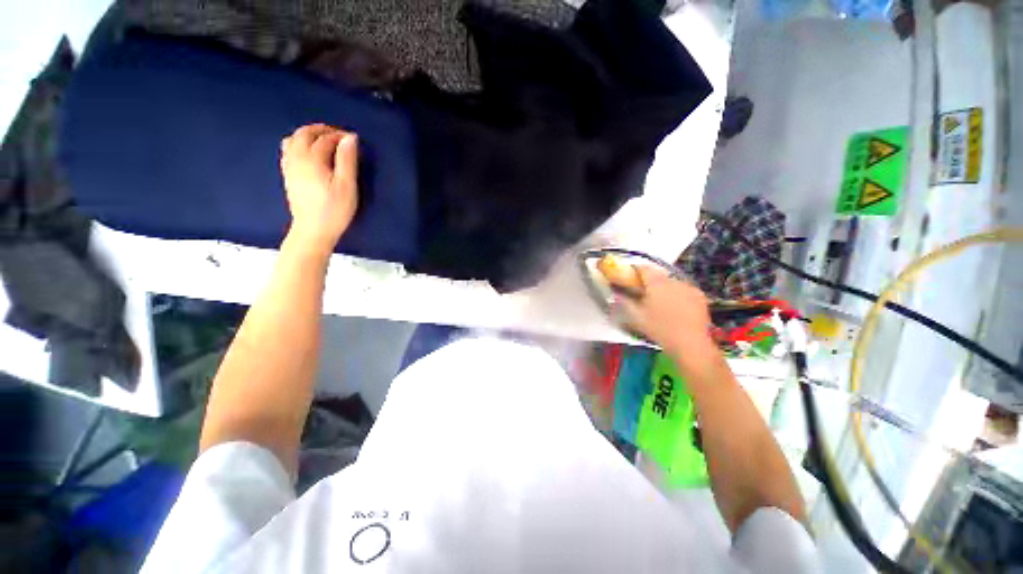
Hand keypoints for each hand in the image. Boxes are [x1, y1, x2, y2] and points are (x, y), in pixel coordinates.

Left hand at [280, 124, 358, 251]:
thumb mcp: (347, 186)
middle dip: (321, 130)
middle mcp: (297, 159)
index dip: (340, 136)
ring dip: (308, 135)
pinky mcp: (288, 176)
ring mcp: (289, 167)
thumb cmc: (335, 210)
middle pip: (304, 134)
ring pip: (293, 140)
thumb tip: (350, 138)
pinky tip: (307, 152)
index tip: (353, 138)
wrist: (313, 231)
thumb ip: (347, 160)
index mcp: (312, 159)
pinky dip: (298, 144)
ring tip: (323, 140)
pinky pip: (287, 150)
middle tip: (338, 135)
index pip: (325, 139)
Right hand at [609, 267, 715, 355]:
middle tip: (642, 290)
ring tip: (659, 300)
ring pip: (672, 282)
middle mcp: (673, 280)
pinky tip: (675, 306)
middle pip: (658, 274)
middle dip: (650, 280)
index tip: (629, 275)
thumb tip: (616, 293)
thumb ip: (624, 302)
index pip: (644, 268)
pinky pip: (684, 290)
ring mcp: (689, 287)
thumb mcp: (636, 317)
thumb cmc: (659, 329)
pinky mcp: (699, 296)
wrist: (690, 343)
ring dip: (664, 287)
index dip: (635, 269)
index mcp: (656, 283)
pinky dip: (677, 294)